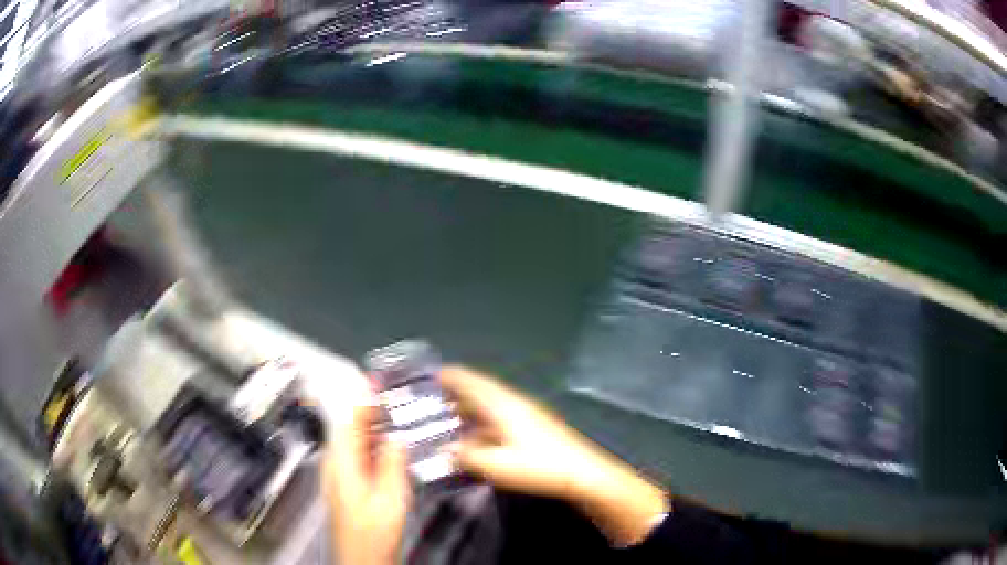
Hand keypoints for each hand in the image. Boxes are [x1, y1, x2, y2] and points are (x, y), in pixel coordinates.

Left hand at [322, 404, 410, 564]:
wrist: (361, 558)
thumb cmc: (372, 533)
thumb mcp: (390, 497)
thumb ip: (392, 464)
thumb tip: (396, 438)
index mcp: (342, 463)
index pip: (350, 420)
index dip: (363, 397)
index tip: (376, 379)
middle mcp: (337, 465)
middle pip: (351, 429)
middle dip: (370, 410)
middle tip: (392, 396)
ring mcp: (341, 476)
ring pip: (355, 442)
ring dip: (373, 427)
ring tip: (395, 415)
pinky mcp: (348, 486)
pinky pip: (359, 456)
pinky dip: (373, 445)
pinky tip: (389, 447)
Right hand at [440, 366, 669, 546]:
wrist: (584, 474)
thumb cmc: (539, 467)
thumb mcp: (496, 465)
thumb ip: (466, 456)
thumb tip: (444, 450)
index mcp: (503, 405)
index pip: (471, 382)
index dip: (450, 376)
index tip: (431, 374)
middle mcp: (514, 404)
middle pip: (481, 391)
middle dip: (457, 392)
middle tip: (432, 398)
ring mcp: (527, 416)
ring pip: (491, 405)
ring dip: (470, 408)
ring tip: (449, 417)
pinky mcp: (535, 429)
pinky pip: (500, 418)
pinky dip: (483, 422)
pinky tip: (476, 439)